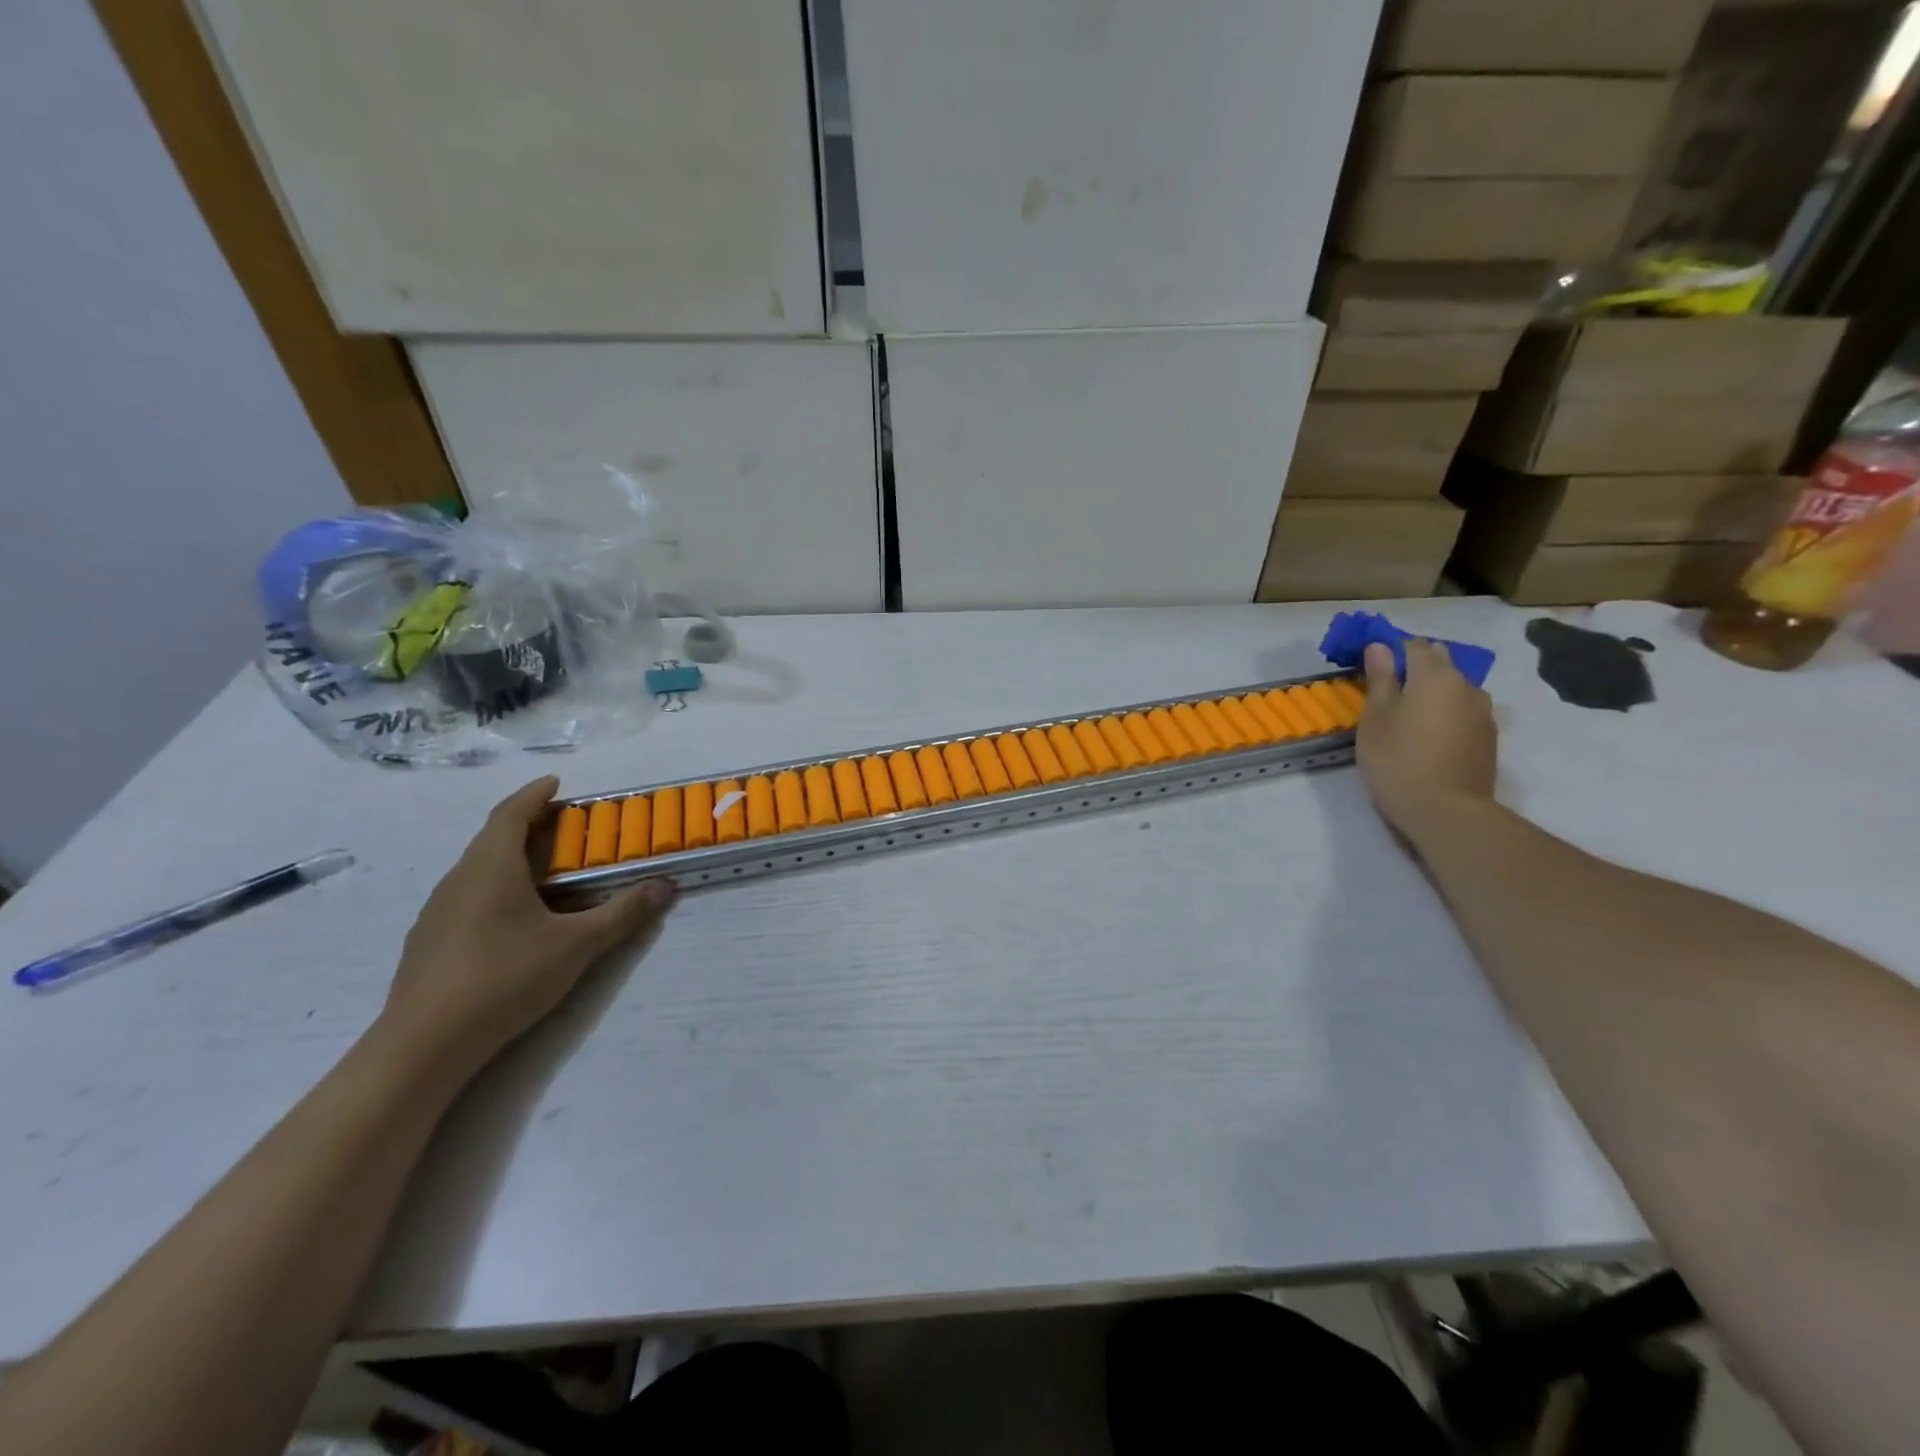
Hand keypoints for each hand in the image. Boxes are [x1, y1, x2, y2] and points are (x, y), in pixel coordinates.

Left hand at [376, 777, 675, 1077]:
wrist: (424, 1044)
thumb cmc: (505, 978)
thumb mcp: (577, 945)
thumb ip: (622, 913)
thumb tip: (664, 886)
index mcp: (491, 867)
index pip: (511, 813)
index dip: (534, 794)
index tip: (556, 783)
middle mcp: (459, 879)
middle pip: (493, 837)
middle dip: (528, 824)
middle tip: (564, 826)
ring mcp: (438, 911)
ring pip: (478, 868)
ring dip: (510, 857)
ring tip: (545, 870)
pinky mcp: (429, 941)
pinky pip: (467, 895)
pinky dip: (495, 887)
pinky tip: (514, 917)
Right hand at [1356, 639, 1497, 838]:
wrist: (1446, 811)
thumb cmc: (1398, 759)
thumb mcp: (1376, 718)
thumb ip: (1380, 678)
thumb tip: (1379, 646)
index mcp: (1435, 675)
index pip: (1413, 645)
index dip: (1390, 649)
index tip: (1370, 665)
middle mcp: (1466, 685)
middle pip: (1439, 661)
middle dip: (1414, 666)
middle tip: (1386, 689)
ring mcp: (1483, 711)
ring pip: (1454, 687)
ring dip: (1432, 691)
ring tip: (1408, 713)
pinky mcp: (1488, 736)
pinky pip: (1463, 710)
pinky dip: (1445, 711)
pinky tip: (1428, 734)